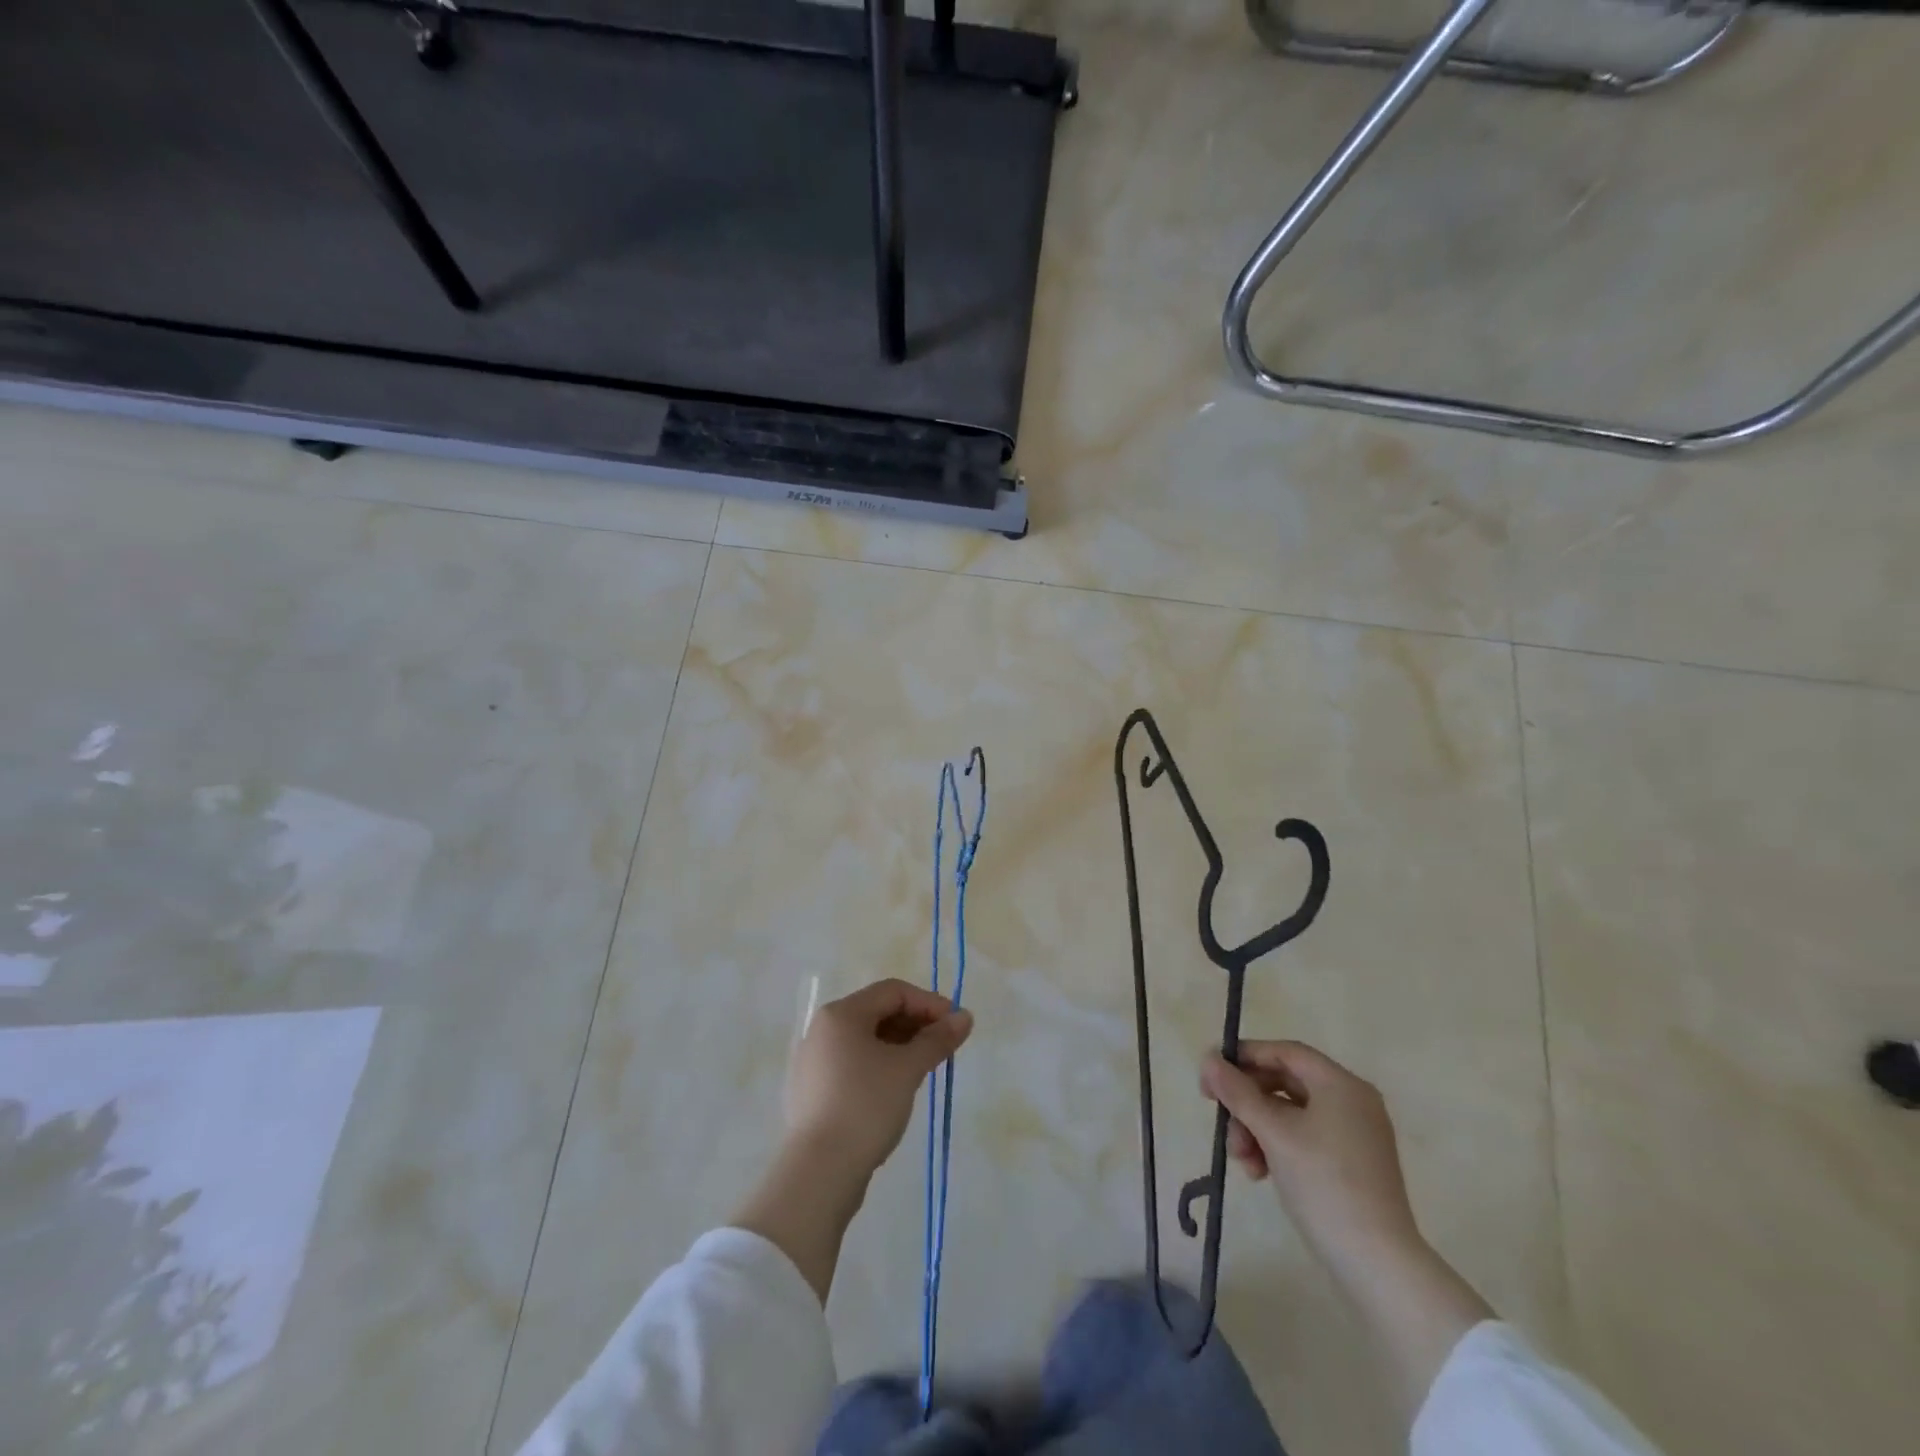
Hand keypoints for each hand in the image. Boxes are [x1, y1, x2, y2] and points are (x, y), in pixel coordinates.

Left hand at [784, 977, 973, 1183]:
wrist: (819, 1172)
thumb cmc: (866, 1106)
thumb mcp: (907, 1069)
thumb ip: (937, 1039)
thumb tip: (964, 1017)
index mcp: (841, 1014)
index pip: (893, 991)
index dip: (929, 1003)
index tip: (955, 1025)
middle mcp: (823, 1029)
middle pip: (878, 1012)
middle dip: (916, 1024)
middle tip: (944, 1047)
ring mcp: (814, 1061)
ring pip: (866, 1040)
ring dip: (900, 1046)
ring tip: (925, 1068)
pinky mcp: (813, 1090)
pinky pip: (853, 1063)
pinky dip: (880, 1065)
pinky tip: (897, 1088)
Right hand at [1202, 1040, 1419, 1265]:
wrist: (1377, 1264)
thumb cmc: (1324, 1184)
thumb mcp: (1273, 1133)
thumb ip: (1238, 1092)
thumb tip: (1207, 1059)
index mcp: (1342, 1085)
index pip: (1285, 1052)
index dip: (1245, 1057)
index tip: (1212, 1075)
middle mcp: (1352, 1102)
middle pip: (1285, 1083)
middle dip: (1248, 1103)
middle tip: (1219, 1120)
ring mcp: (1354, 1135)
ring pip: (1290, 1114)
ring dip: (1257, 1129)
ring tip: (1241, 1160)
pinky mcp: (1352, 1164)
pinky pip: (1304, 1138)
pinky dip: (1277, 1147)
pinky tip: (1259, 1172)